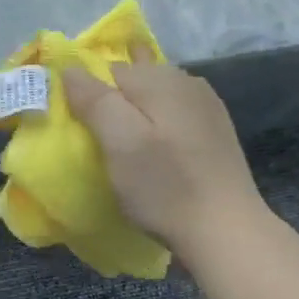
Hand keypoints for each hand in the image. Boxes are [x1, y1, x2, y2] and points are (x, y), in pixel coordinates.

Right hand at [63, 51, 267, 268]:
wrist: (227, 231)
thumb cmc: (165, 187)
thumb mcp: (120, 142)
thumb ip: (94, 99)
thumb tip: (70, 68)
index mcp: (160, 78)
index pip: (107, 68)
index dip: (87, 92)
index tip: (78, 125)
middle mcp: (186, 80)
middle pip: (133, 79)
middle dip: (112, 101)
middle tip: (98, 141)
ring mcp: (206, 105)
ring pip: (154, 98)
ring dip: (135, 115)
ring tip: (123, 148)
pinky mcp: (215, 130)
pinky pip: (173, 114)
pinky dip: (157, 127)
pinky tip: (154, 152)